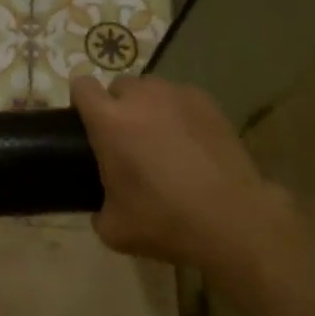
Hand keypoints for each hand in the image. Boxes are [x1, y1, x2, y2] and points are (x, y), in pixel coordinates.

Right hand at [72, 75, 284, 266]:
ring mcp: (176, 95)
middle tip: (128, 140)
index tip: (87, 124)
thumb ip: (98, 209)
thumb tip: (101, 207)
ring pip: (151, 89)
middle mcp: (139, 97)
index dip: (80, 101)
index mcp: (109, 121)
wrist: (233, 219)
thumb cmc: (166, 221)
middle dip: (118, 106)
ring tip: (163, 140)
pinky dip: (179, 113)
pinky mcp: (207, 101)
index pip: (81, 86)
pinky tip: (192, 142)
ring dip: (149, 107)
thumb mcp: (114, 229)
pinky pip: (181, 98)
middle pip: (118, 86)